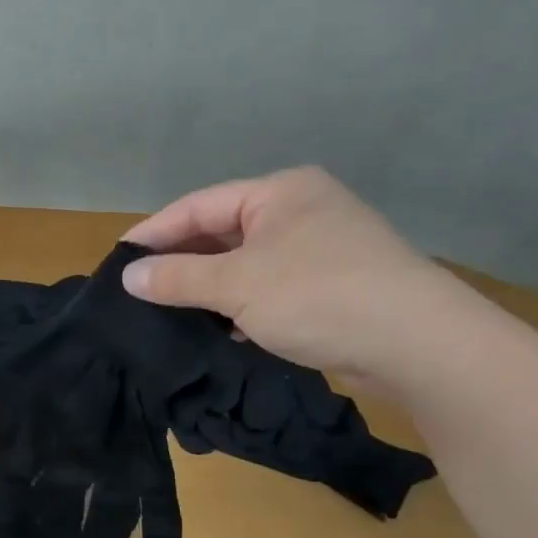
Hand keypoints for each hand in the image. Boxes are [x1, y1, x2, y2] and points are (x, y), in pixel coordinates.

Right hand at [120, 167, 464, 382]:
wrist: (419, 345)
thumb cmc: (318, 295)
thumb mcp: (237, 285)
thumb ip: (178, 278)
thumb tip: (128, 276)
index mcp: (279, 193)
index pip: (199, 205)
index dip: (155, 231)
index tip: (119, 258)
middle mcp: (301, 211)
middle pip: (223, 231)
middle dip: (183, 261)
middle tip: (140, 288)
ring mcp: (321, 248)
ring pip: (246, 263)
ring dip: (210, 287)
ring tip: (170, 310)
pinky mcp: (334, 285)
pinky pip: (270, 287)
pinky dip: (242, 304)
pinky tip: (221, 328)